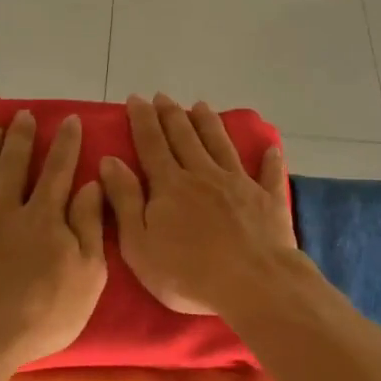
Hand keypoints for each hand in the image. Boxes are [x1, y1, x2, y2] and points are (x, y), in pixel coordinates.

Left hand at [0, 111, 106, 372]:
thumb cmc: (40, 314)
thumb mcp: (87, 275)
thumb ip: (89, 226)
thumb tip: (91, 185)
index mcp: (43, 217)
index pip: (58, 172)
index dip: (66, 144)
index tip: (70, 119)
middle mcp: (4, 211)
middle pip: (13, 166)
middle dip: (20, 137)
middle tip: (22, 114)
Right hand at [98, 94, 298, 316]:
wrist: (253, 284)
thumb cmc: (188, 273)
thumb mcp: (140, 244)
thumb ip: (125, 200)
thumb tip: (109, 161)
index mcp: (170, 185)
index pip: (152, 144)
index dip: (142, 120)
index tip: (135, 99)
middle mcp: (204, 175)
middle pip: (185, 138)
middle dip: (171, 115)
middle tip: (162, 96)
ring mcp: (239, 184)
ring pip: (221, 145)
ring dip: (210, 124)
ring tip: (201, 106)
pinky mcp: (268, 200)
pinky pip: (268, 174)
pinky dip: (269, 160)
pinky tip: (271, 148)